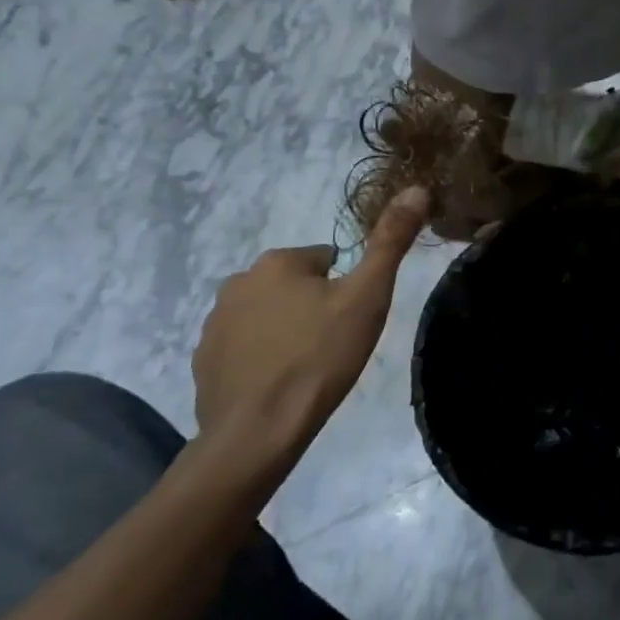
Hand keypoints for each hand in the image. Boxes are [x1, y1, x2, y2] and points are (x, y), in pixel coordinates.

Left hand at [192, 187, 429, 479]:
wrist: (259, 431)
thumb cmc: (320, 356)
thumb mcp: (368, 296)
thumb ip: (391, 241)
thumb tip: (416, 188)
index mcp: (278, 262)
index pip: (324, 259)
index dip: (344, 286)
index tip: (352, 317)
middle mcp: (238, 282)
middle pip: (292, 284)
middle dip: (312, 305)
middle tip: (334, 342)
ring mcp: (214, 324)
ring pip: (266, 314)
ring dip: (285, 329)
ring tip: (307, 366)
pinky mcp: (203, 361)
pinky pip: (242, 347)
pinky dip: (260, 358)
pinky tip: (277, 384)